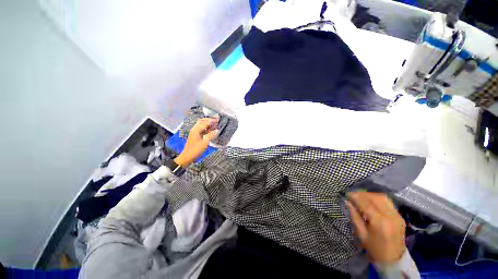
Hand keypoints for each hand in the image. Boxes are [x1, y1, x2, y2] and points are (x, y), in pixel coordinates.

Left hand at [174, 118, 217, 166]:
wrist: (187, 156)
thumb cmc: (195, 150)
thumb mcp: (204, 143)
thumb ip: (211, 136)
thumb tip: (217, 130)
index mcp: (196, 130)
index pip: (204, 123)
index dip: (211, 121)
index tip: (218, 120)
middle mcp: (194, 130)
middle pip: (201, 121)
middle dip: (209, 120)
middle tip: (216, 121)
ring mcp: (194, 132)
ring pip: (201, 125)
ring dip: (207, 124)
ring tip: (214, 124)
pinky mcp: (195, 136)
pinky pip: (201, 129)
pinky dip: (206, 128)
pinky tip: (211, 130)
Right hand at [346, 192, 405, 263]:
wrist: (394, 260)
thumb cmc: (375, 249)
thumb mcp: (361, 235)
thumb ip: (354, 217)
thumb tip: (347, 202)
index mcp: (379, 223)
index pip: (365, 203)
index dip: (355, 197)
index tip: (347, 194)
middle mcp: (390, 216)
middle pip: (375, 198)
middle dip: (362, 194)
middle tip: (353, 195)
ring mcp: (397, 216)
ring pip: (382, 198)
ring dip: (370, 195)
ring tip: (361, 197)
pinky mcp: (400, 216)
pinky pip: (388, 202)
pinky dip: (377, 199)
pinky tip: (371, 202)